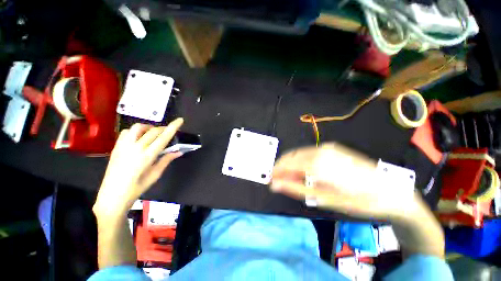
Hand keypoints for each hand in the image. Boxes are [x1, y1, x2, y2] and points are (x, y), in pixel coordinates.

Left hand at [93, 118, 183, 216]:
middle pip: (153, 131)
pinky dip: (136, 131)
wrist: (112, 195)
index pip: (163, 137)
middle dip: (164, 128)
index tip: (180, 120)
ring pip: (138, 127)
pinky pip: (127, 132)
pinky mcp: (116, 147)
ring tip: (153, 134)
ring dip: (149, 127)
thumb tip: (179, 151)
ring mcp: (124, 146)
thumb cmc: (137, 187)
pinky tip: (139, 138)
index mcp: (147, 156)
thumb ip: (166, 160)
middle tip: (169, 132)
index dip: (173, 127)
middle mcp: (135, 148)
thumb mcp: (155, 175)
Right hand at [270, 143, 416, 219]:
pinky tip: (304, 171)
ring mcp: (327, 147)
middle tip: (279, 181)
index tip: (270, 179)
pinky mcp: (332, 148)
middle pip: (291, 156)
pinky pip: (308, 152)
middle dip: (282, 167)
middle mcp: (320, 151)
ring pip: (299, 153)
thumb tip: (275, 184)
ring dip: (291, 164)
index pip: (287, 163)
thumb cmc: (358, 200)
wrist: (391, 191)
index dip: (276, 170)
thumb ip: (296, 188)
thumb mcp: (325, 199)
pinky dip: (301, 161)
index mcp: (318, 164)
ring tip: (291, 178)